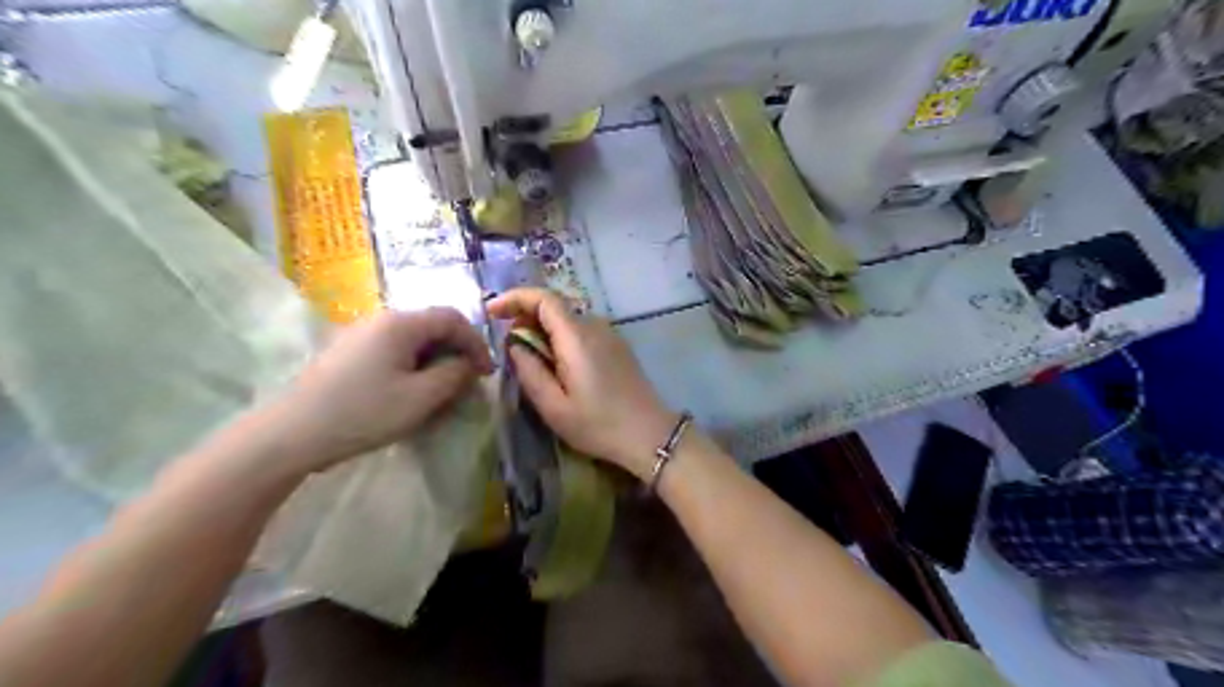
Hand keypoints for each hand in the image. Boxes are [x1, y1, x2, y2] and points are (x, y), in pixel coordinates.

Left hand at [264, 309, 492, 474]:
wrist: (292, 433)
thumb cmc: (363, 412)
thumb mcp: (421, 398)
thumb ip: (454, 375)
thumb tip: (466, 364)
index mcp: (401, 323)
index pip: (453, 318)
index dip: (476, 342)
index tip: (486, 372)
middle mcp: (381, 319)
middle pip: (432, 325)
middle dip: (455, 351)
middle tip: (466, 381)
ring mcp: (360, 334)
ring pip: (412, 338)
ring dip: (434, 359)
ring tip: (441, 389)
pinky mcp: (347, 351)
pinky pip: (392, 349)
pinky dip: (412, 364)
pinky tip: (409, 390)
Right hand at [492, 286, 679, 481]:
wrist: (650, 434)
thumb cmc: (599, 425)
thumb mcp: (554, 407)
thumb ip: (530, 371)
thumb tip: (514, 345)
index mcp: (577, 337)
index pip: (544, 298)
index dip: (514, 298)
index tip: (491, 312)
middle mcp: (595, 326)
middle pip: (555, 306)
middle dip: (525, 316)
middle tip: (506, 344)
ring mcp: (609, 334)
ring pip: (568, 319)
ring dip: (543, 329)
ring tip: (528, 357)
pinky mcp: (617, 345)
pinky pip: (581, 330)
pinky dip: (561, 337)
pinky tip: (555, 364)